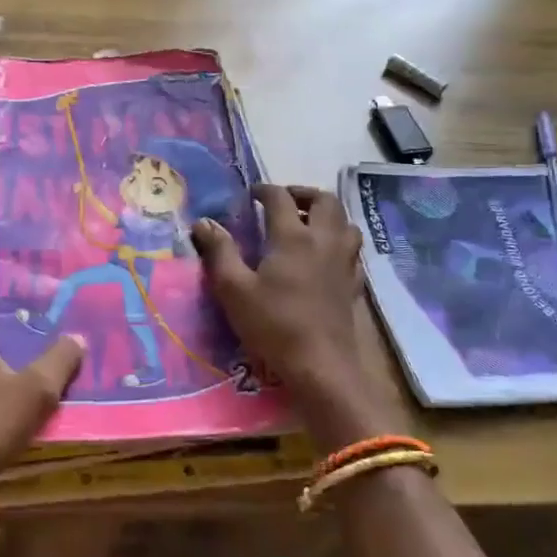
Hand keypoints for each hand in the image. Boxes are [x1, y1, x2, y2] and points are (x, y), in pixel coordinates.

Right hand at [193, 185, 409, 450]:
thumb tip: (203, 222)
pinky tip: (325, 256)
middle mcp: (323, 241)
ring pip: (345, 222)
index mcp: (293, 237)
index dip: (265, 190)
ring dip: (327, 215)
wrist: (321, 367)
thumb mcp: (234, 289)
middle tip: (284, 201)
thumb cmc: (273, 325)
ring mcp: (343, 263)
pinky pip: (352, 251)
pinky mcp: (354, 285)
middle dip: (303, 194)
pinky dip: (339, 242)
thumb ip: (219, 251)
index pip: (280, 198)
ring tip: (307, 224)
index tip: (252, 193)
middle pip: (325, 201)